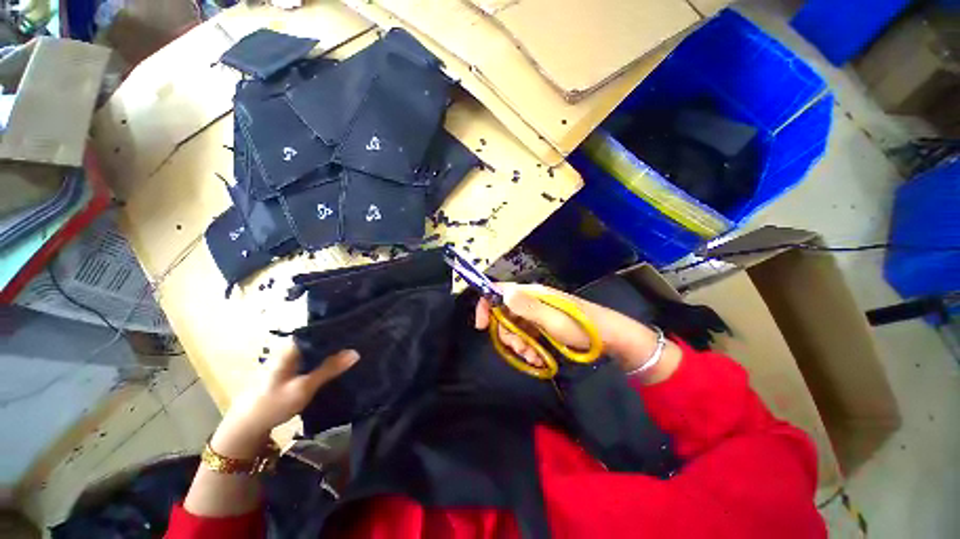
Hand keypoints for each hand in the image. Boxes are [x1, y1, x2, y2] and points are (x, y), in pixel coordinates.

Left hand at [212, 342, 358, 457]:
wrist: (246, 427)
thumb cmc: (272, 404)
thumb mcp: (304, 387)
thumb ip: (329, 369)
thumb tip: (355, 352)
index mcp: (290, 347)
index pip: (319, 329)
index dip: (338, 329)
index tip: (357, 329)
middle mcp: (290, 348)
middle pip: (319, 339)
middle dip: (338, 341)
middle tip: (360, 341)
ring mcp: (289, 359)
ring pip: (316, 349)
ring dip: (332, 351)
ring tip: (353, 350)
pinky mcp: (290, 370)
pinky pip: (312, 359)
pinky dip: (324, 360)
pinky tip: (336, 364)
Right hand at [475, 283, 680, 381]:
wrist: (609, 338)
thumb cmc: (581, 327)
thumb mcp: (553, 319)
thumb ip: (527, 306)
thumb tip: (502, 294)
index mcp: (531, 293)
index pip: (498, 291)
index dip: (485, 304)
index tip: (481, 326)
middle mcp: (531, 301)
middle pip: (504, 314)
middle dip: (507, 334)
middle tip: (521, 349)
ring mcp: (537, 315)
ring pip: (514, 328)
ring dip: (519, 345)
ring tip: (534, 357)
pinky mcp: (542, 326)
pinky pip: (526, 336)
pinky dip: (528, 348)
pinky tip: (540, 359)